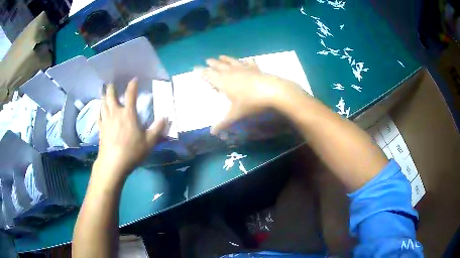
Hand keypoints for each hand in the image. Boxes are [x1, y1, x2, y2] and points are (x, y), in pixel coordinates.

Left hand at [96, 78, 166, 179]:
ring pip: (103, 103)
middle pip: (111, 95)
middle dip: (111, 87)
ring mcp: (106, 120)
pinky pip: (99, 115)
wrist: (113, 164)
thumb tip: (166, 117)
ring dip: (104, 96)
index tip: (134, 79)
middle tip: (111, 83)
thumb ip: (158, 129)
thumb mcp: (149, 142)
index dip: (132, 85)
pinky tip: (100, 109)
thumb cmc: (132, 152)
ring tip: (103, 91)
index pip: (130, 94)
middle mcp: (115, 113)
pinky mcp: (100, 128)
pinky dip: (99, 109)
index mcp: (128, 114)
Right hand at [202, 55, 301, 134]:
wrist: (272, 91)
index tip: (195, 68)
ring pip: (231, 62)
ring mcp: (244, 69)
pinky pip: (249, 63)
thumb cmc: (250, 102)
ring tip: (220, 56)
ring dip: (225, 59)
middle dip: (212, 63)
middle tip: (207, 60)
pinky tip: (247, 59)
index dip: (202, 72)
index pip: (209, 75)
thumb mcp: (235, 114)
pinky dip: (246, 61)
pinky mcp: (255, 68)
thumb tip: (211, 133)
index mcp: (223, 82)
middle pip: (219, 66)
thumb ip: (223, 123)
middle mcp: (231, 73)